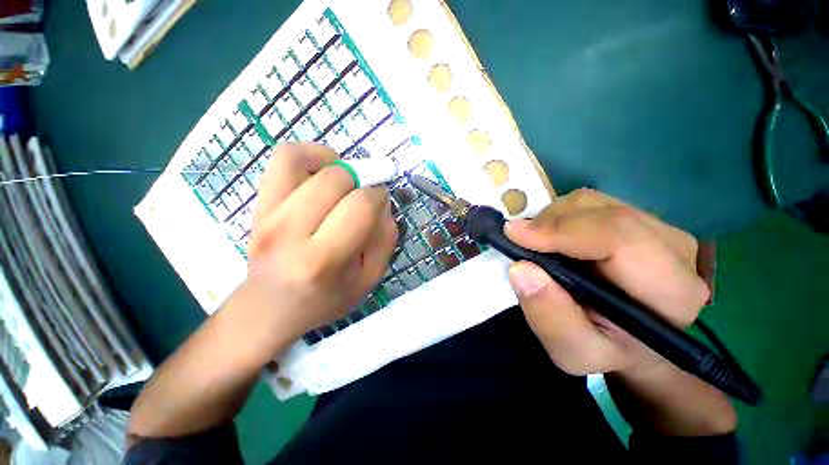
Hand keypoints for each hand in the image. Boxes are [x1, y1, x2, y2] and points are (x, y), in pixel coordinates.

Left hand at [244, 143, 397, 340]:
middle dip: (361, 180)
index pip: (360, 205)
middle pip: (336, 179)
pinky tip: (323, 169)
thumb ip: (385, 239)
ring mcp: (267, 214)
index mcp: (323, 259)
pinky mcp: (258, 203)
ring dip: (337, 164)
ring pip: (304, 161)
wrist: (270, 307)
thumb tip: (383, 202)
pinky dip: (309, 153)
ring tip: (345, 180)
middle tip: (365, 194)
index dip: (378, 195)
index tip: (381, 202)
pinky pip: (283, 159)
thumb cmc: (326, 298)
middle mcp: (290, 232)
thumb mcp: (369, 279)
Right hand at [504, 188, 709, 376]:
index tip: (514, 235)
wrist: (633, 345)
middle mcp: (676, 250)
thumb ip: (550, 316)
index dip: (561, 230)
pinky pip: (592, 205)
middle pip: (603, 212)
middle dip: (551, 223)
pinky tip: (555, 240)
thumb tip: (521, 268)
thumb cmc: (607, 353)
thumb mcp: (574, 352)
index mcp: (671, 291)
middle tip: (520, 242)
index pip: (619, 237)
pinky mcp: (640, 222)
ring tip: (538, 245)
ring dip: (554, 219)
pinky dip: (562, 217)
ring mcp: (659, 230)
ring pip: (594, 203)